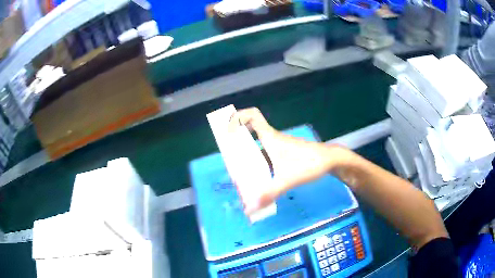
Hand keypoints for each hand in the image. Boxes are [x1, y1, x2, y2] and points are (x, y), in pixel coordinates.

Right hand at [229, 108, 350, 214]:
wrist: (330, 161)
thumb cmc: (309, 163)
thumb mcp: (287, 179)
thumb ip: (269, 194)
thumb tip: (249, 208)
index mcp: (270, 138)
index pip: (253, 116)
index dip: (239, 116)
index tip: (227, 126)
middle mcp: (273, 140)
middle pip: (251, 136)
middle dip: (238, 146)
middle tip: (229, 162)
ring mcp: (280, 148)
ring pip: (259, 149)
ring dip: (250, 160)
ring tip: (241, 176)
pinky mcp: (286, 155)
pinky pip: (268, 158)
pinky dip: (261, 167)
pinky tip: (260, 182)